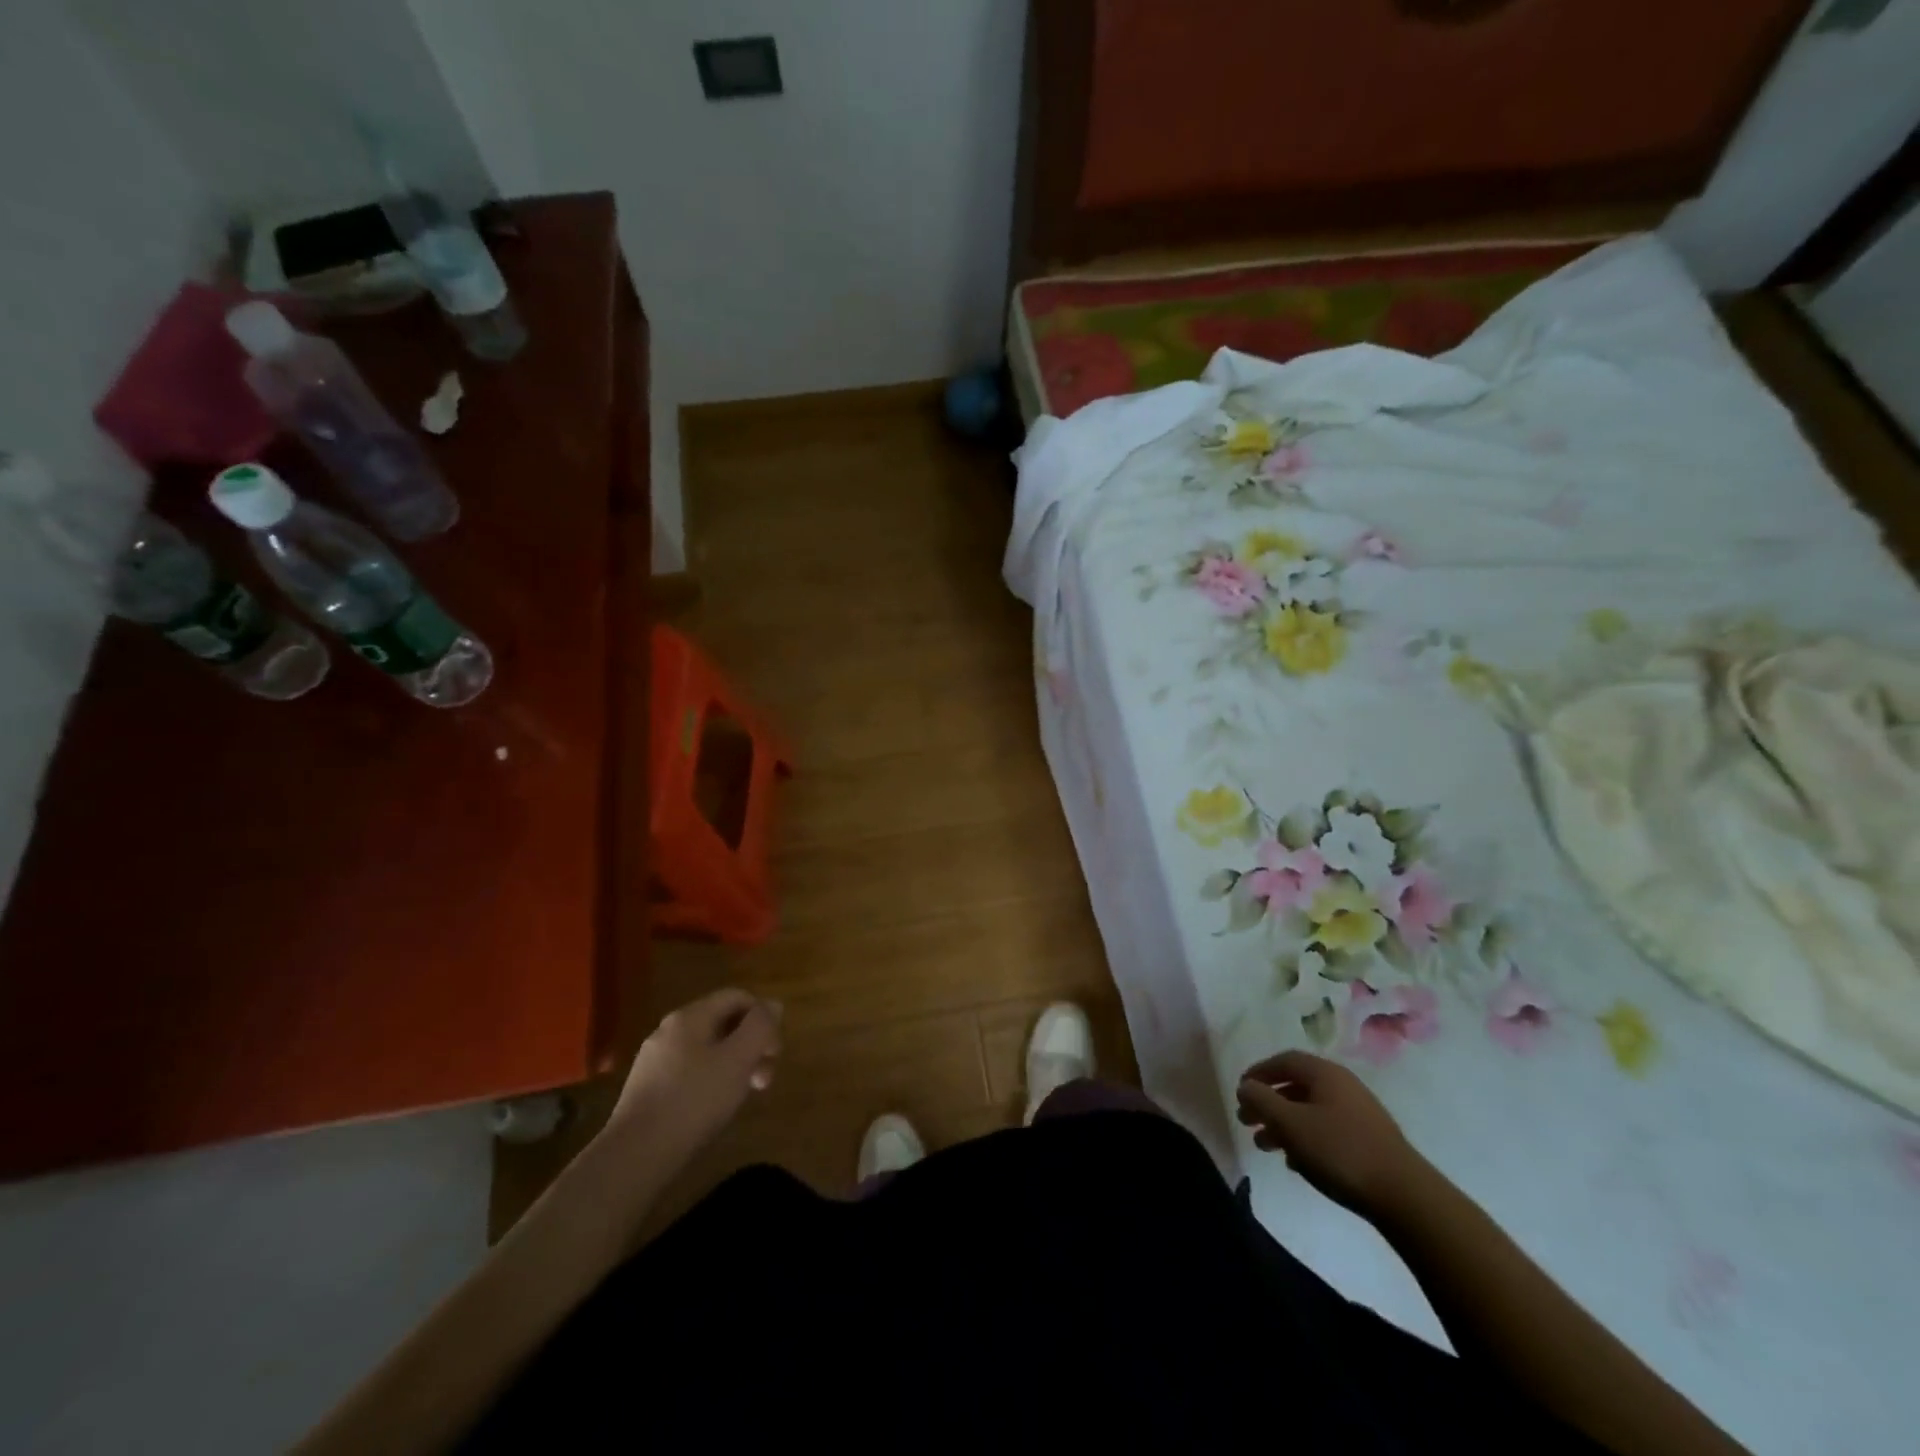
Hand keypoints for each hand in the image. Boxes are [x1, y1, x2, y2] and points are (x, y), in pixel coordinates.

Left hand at [603, 989, 781, 1162]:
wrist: (634, 1155)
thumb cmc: (694, 1101)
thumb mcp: (738, 1059)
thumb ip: (760, 1027)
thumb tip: (773, 1005)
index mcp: (691, 1015)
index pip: (738, 996)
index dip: (763, 1017)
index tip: (774, 1052)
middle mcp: (670, 1029)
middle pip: (723, 1022)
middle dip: (750, 1044)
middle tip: (764, 1079)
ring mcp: (655, 1058)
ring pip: (707, 1048)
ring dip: (734, 1064)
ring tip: (742, 1096)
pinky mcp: (647, 1087)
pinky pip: (689, 1069)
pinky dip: (711, 1079)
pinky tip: (713, 1106)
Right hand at [1236, 1050, 1430, 1218]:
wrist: (1404, 1196)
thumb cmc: (1339, 1151)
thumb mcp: (1290, 1123)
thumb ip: (1261, 1100)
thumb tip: (1246, 1086)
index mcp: (1325, 1073)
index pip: (1283, 1061)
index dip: (1259, 1073)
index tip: (1241, 1091)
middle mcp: (1343, 1085)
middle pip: (1296, 1087)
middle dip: (1268, 1103)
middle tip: (1247, 1122)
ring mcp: (1359, 1113)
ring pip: (1310, 1111)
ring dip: (1284, 1124)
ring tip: (1266, 1147)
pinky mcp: (1369, 1140)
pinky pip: (1327, 1129)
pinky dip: (1306, 1139)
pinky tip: (1297, 1162)